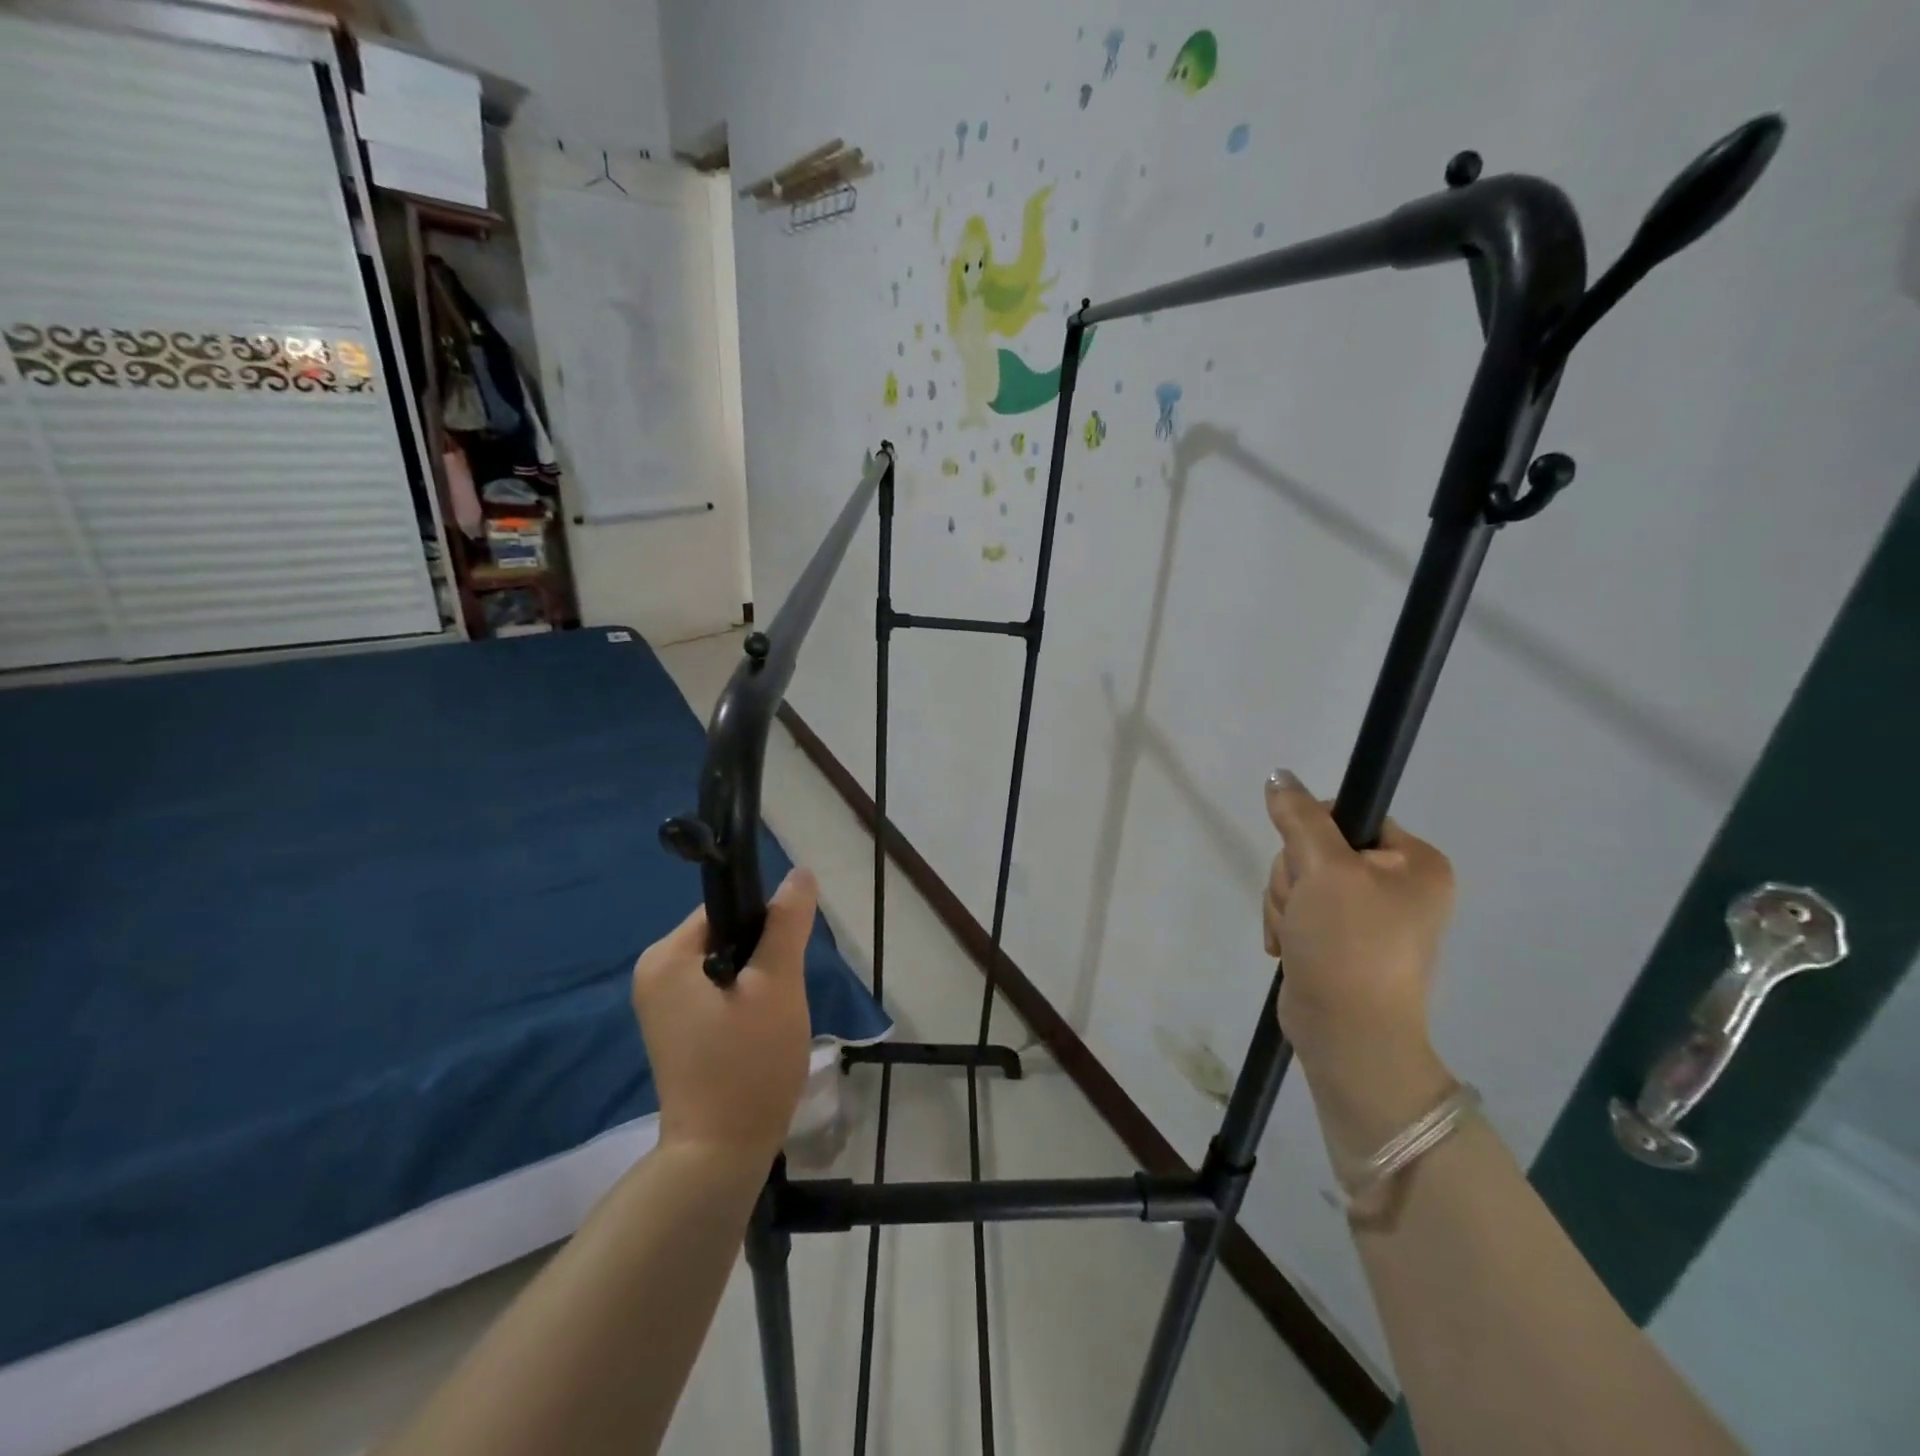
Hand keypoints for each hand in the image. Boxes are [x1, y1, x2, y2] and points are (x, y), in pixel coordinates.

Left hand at [631, 869, 818, 1166]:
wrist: (719, 1156)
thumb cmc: (747, 1063)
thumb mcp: (776, 985)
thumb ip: (786, 924)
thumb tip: (800, 872)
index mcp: (666, 957)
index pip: (725, 909)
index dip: (765, 924)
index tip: (787, 957)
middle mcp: (654, 974)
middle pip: (725, 936)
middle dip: (763, 957)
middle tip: (783, 994)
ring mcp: (661, 1006)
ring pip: (726, 966)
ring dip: (758, 981)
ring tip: (773, 1017)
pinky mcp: (676, 1030)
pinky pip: (717, 992)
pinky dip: (744, 1002)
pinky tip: (759, 1032)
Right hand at [1263, 772, 1455, 1158]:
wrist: (1347, 1035)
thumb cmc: (1349, 945)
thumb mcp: (1323, 870)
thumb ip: (1299, 817)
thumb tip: (1278, 774)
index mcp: (1415, 863)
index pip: (1347, 815)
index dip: (1312, 833)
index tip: (1309, 866)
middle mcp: (1398, 885)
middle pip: (1315, 849)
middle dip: (1294, 878)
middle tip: (1304, 909)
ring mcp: (1368, 916)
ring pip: (1299, 880)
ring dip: (1285, 904)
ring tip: (1298, 936)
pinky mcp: (1339, 940)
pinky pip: (1298, 909)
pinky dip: (1287, 925)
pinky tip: (1290, 948)